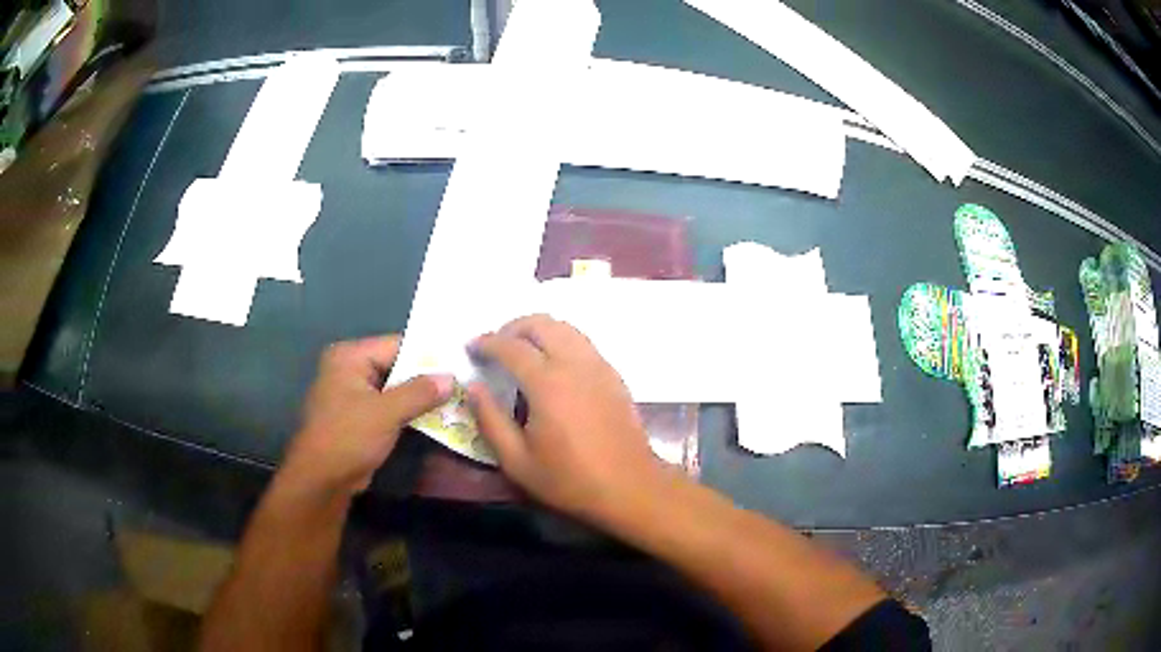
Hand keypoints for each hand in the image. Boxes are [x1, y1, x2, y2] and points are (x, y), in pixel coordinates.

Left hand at [284, 335, 452, 495]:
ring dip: (420, 398)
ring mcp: (354, 394)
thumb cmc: (348, 437)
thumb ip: (420, 392)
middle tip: (464, 382)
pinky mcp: (360, 417)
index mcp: (350, 357)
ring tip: (457, 399)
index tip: (460, 363)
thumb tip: (452, 378)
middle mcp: (350, 369)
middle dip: (427, 378)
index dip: (429, 355)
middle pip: (397, 366)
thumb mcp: (386, 412)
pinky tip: (437, 417)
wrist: (322, 480)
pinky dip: (409, 412)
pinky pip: (390, 407)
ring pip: (395, 389)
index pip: (397, 345)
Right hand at [467, 315, 662, 523]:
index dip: (487, 342)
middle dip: (513, 327)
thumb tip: (473, 387)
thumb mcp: (517, 461)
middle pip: (541, 323)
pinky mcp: (614, 375)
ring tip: (522, 351)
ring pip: (565, 328)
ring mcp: (599, 366)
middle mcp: (575, 364)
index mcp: (547, 382)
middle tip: (496, 346)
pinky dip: (561, 341)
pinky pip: (582, 343)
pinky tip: (553, 366)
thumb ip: (489, 420)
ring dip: (539, 330)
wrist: (629, 488)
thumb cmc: (569, 480)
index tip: (471, 347)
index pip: (511, 346)